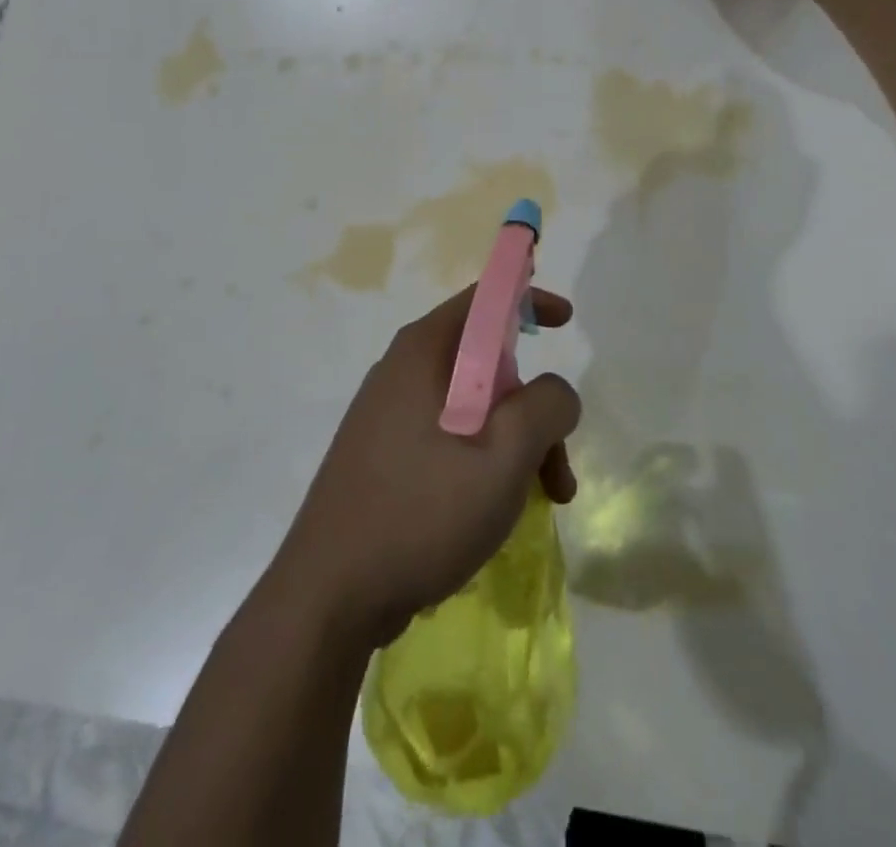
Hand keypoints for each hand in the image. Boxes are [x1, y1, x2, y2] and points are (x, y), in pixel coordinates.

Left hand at [273, 287, 579, 648]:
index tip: (566, 322)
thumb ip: (545, 406)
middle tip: (558, 463)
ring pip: (472, 408)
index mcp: (423, 351)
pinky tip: (496, 511)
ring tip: (544, 500)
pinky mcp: (382, 455)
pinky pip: (447, 437)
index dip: (529, 299)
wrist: (328, 596)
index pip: (484, 298)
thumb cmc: (422, 511)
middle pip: (486, 363)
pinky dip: (483, 461)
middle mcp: (402, 370)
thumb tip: (555, 392)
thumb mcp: (504, 455)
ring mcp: (387, 414)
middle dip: (532, 406)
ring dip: (515, 444)